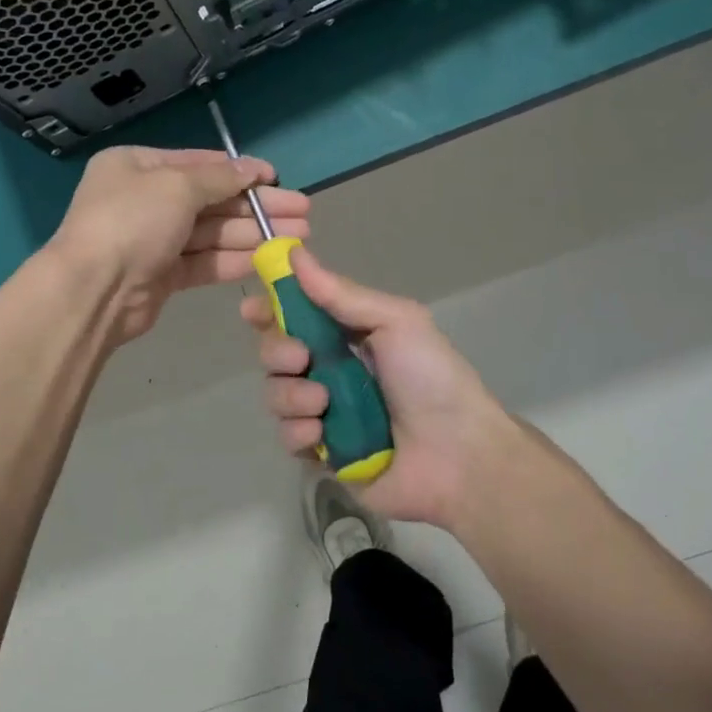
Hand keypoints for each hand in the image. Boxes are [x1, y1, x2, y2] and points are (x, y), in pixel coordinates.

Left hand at [49, 146, 309, 344]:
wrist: (93, 291)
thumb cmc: (132, 221)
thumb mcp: (177, 186)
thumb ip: (219, 178)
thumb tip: (252, 170)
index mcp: (137, 166)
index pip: (198, 164)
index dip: (240, 171)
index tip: (277, 179)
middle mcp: (144, 199)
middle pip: (211, 200)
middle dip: (257, 206)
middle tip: (302, 212)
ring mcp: (153, 239)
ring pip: (212, 233)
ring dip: (254, 234)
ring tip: (298, 237)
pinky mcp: (162, 275)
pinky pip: (204, 261)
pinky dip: (235, 259)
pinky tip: (269, 259)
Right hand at [241, 246, 528, 529]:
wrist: (459, 455)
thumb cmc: (432, 378)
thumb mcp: (396, 321)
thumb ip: (342, 294)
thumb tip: (296, 255)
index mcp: (348, 335)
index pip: (295, 314)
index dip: (270, 309)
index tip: (252, 309)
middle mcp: (331, 370)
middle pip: (276, 352)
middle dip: (277, 351)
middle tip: (301, 357)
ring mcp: (325, 413)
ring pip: (276, 394)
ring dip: (290, 394)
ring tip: (323, 403)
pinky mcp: (323, 453)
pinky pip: (287, 436)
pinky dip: (298, 432)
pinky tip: (320, 434)